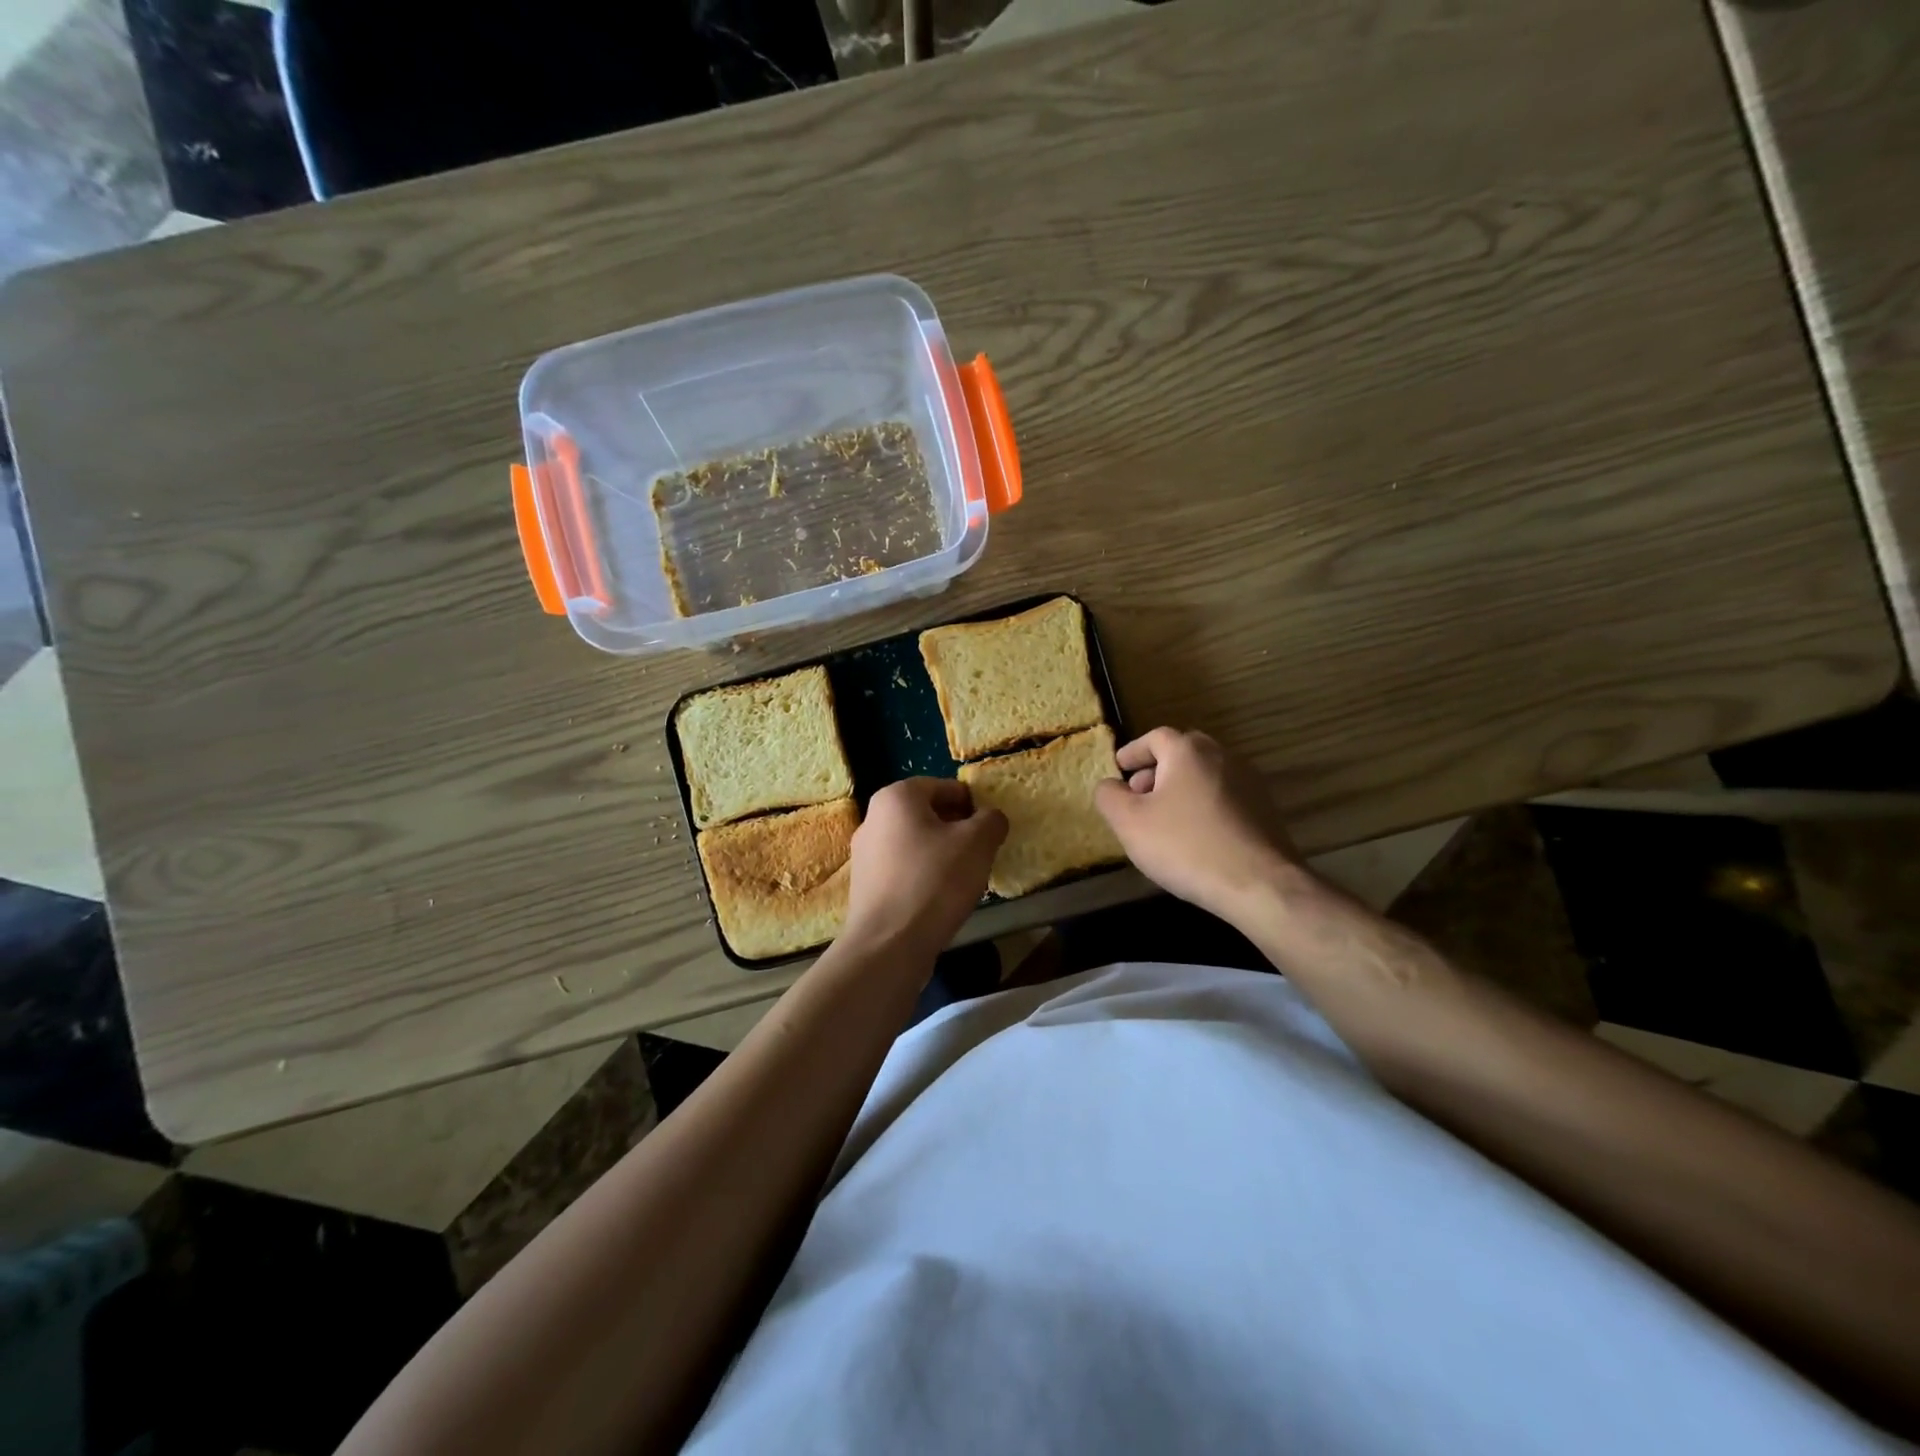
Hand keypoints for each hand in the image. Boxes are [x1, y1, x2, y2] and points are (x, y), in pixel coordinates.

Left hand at [843, 778, 1007, 960]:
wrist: (889, 944)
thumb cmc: (934, 881)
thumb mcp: (977, 843)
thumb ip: (991, 820)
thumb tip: (991, 818)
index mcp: (897, 796)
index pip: (945, 787)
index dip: (973, 805)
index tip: (990, 831)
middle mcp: (874, 817)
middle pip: (928, 814)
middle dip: (957, 830)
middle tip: (980, 853)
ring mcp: (865, 853)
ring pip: (916, 842)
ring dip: (941, 854)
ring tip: (963, 879)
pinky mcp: (865, 884)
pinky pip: (903, 868)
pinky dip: (923, 876)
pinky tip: (939, 899)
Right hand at [1094, 727, 1299, 919]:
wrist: (1260, 884)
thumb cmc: (1186, 846)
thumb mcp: (1130, 823)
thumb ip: (1110, 797)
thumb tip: (1109, 785)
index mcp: (1188, 751)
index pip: (1155, 737)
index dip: (1133, 752)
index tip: (1119, 768)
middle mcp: (1222, 756)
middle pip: (1183, 753)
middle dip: (1157, 769)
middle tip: (1138, 793)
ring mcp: (1249, 782)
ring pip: (1205, 775)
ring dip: (1181, 788)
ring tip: (1163, 818)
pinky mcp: (1265, 809)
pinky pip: (1223, 797)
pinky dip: (1203, 805)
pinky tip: (1194, 835)